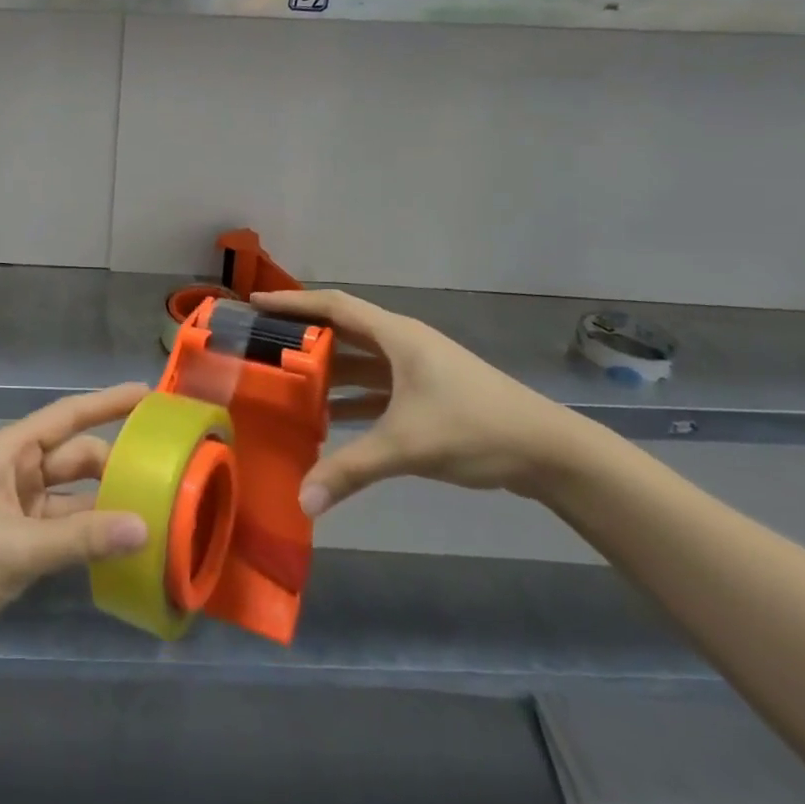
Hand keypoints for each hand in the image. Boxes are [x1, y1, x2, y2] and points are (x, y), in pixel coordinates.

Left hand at [0, 383, 150, 660]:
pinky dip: (92, 539)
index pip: (67, 417)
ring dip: (108, 506)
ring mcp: (18, 512)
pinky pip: (66, 533)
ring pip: (75, 499)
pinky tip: (126, 549)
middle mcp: (16, 474)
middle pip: (76, 459)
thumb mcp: (14, 546)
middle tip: (168, 473)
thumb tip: (144, 526)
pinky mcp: (19, 548)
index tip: (148, 394)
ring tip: (159, 512)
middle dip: (116, 463)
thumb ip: (78, 538)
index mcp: (8, 452)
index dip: (107, 403)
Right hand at [254, 289, 585, 512]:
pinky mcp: (427, 393)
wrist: (550, 451)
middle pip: (342, 329)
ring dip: (326, 369)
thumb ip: (351, 469)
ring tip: (285, 382)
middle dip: (302, 335)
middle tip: (261, 345)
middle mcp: (402, 343)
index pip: (333, 305)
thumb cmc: (475, 427)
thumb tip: (302, 501)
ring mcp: (416, 368)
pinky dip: (351, 396)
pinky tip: (329, 419)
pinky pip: (376, 385)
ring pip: (359, 359)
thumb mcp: (407, 445)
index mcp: (396, 336)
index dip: (292, 302)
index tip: (254, 304)